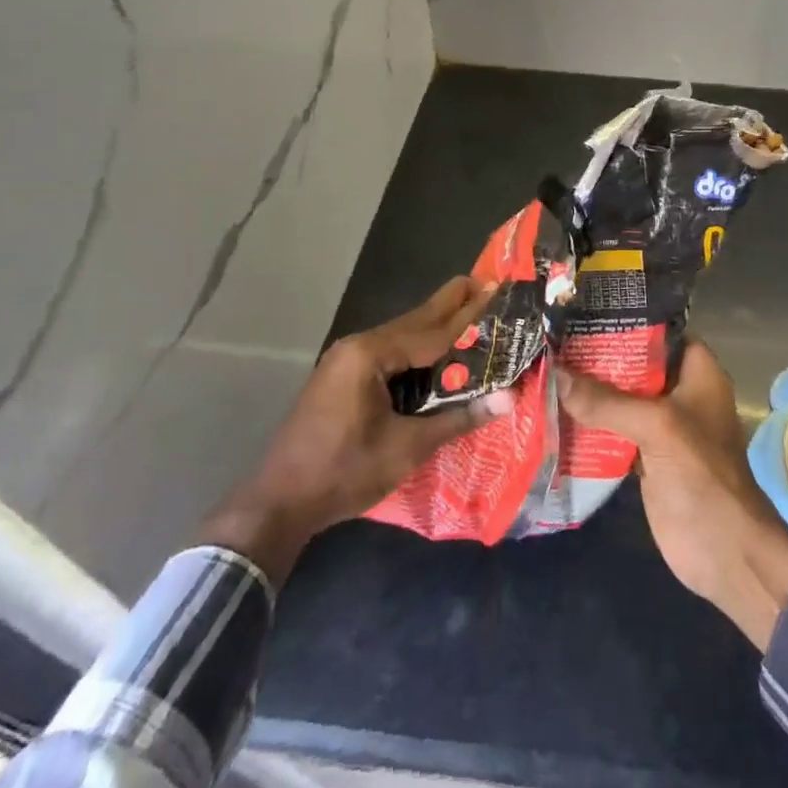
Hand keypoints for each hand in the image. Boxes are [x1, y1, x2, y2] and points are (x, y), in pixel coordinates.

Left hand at [201, 276, 514, 584]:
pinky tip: (434, 350)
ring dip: (434, 326)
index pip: (431, 331)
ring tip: (468, 310)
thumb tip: (509, 398)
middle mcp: (356, 346)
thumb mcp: (407, 447)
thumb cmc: (344, 471)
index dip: (467, 315)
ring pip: (400, 336)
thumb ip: (457, 418)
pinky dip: (415, 347)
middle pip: (414, 322)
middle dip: (450, 305)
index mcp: (370, 354)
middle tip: (485, 284)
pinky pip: (388, 352)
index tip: (496, 290)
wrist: (279, 503)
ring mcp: (345, 360)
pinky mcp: (342, 377)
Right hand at [558, 342, 787, 650]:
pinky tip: (554, 410)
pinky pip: (613, 429)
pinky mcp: (645, 455)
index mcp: (697, 371)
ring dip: (588, 389)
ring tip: (544, 366)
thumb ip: (606, 400)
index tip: (581, 310)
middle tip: (551, 337)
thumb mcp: (656, 426)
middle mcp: (679, 391)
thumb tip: (555, 374)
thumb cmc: (701, 474)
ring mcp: (662, 424)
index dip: (624, 319)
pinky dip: (589, 422)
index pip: (658, 330)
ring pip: (621, 397)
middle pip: (633, 364)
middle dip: (596, 355)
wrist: (723, 552)